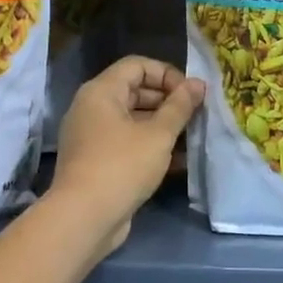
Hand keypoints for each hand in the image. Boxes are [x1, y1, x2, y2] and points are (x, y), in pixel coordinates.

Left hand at [50, 56, 203, 256]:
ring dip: (163, 125)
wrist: (84, 218)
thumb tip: (198, 84)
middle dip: (168, 100)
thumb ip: (180, 106)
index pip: (138, 65)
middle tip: (195, 116)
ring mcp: (92, 135)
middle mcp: (92, 108)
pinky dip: (150, 145)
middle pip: (135, 90)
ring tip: (191, 137)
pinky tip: (178, 160)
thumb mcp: (158, 134)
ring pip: (133, 119)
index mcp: (101, 91)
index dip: (167, 74)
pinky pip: (127, 142)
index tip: (190, 94)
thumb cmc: (123, 166)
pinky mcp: (97, 160)